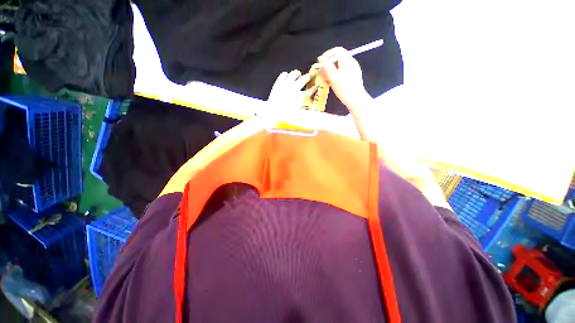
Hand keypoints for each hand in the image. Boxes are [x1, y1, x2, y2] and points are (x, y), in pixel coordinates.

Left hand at [267, 70, 312, 109]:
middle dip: (307, 77)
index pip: (309, 91)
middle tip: (307, 77)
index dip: (313, 89)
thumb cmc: (285, 115)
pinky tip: (287, 77)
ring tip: (297, 74)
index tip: (315, 87)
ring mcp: (286, 84)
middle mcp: (294, 88)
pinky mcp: (278, 83)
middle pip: (304, 79)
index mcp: (300, 97)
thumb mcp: (297, 113)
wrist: (273, 113)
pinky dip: (286, 75)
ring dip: (297, 74)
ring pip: (294, 73)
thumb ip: (304, 108)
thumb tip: (311, 107)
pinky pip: (283, 74)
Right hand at [317, 47, 371, 111]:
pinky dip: (334, 77)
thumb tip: (321, 58)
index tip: (320, 62)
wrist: (356, 101)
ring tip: (323, 80)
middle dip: (327, 65)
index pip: (337, 51)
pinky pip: (341, 74)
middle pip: (337, 59)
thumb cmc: (345, 89)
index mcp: (348, 61)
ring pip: (338, 68)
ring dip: (329, 72)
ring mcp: (351, 71)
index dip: (327, 55)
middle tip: (320, 73)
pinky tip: (329, 83)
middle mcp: (351, 64)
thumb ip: (327, 67)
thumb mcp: (334, 77)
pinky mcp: (351, 78)